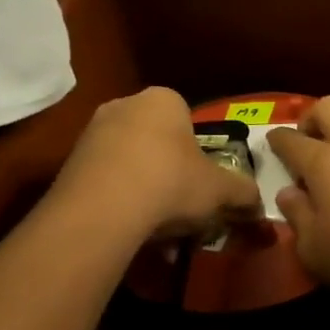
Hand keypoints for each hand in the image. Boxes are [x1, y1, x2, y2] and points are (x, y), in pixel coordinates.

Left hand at [55, 87, 262, 240]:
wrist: (103, 207)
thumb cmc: (170, 182)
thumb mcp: (219, 189)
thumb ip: (242, 192)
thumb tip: (258, 202)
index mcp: (163, 99)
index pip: (186, 118)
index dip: (197, 153)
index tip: (201, 182)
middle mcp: (124, 105)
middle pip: (156, 141)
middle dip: (169, 174)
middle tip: (181, 208)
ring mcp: (92, 131)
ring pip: (130, 163)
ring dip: (145, 192)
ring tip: (156, 231)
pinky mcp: (70, 161)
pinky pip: (106, 180)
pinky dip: (120, 202)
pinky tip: (129, 230)